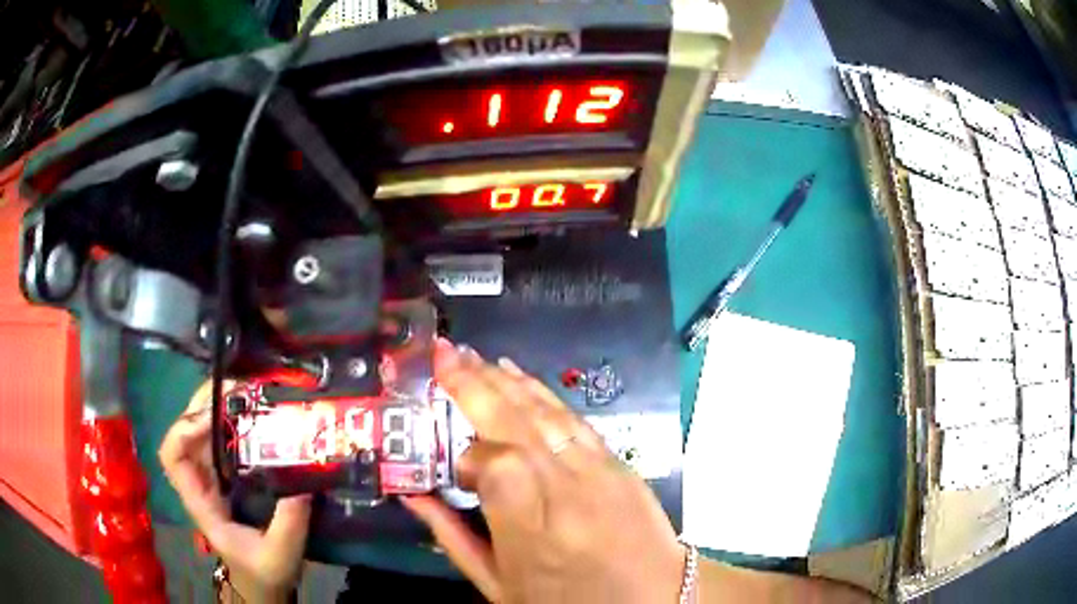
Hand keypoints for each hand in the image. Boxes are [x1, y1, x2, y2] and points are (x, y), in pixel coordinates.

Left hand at [159, 381, 311, 602]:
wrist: (263, 582)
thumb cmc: (263, 572)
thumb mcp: (279, 555)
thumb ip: (289, 525)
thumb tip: (305, 482)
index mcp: (201, 501)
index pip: (172, 455)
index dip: (185, 429)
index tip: (216, 419)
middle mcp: (201, 480)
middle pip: (186, 430)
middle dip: (206, 403)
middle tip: (241, 389)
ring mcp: (214, 475)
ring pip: (204, 429)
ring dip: (223, 406)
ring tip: (253, 394)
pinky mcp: (230, 474)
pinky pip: (225, 439)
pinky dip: (237, 420)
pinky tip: (259, 415)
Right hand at [403, 340, 685, 602]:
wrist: (653, 598)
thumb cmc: (568, 601)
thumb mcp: (500, 585)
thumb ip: (452, 537)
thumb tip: (411, 495)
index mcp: (533, 535)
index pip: (496, 466)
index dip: (469, 457)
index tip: (458, 472)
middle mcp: (568, 494)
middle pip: (516, 426)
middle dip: (474, 383)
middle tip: (443, 351)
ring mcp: (599, 472)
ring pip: (545, 414)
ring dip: (505, 380)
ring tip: (472, 356)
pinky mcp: (618, 462)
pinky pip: (574, 419)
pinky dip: (542, 394)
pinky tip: (518, 377)